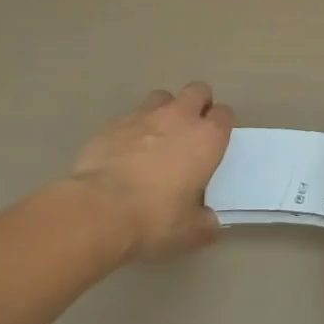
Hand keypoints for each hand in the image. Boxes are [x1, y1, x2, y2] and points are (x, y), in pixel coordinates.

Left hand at [68, 82, 233, 261]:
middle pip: (197, 90)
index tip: (214, 143)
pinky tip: (125, 153)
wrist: (99, 210)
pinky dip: (132, 130)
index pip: (224, 115)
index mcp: (207, 138)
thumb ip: (205, 223)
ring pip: (162, 97)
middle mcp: (179, 117)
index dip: (221, 126)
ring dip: (164, 111)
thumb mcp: (189, 232)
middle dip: (197, 104)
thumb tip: (210, 223)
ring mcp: (144, 116)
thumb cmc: (155, 218)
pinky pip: (130, 118)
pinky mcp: (113, 124)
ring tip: (156, 138)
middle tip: (190, 131)